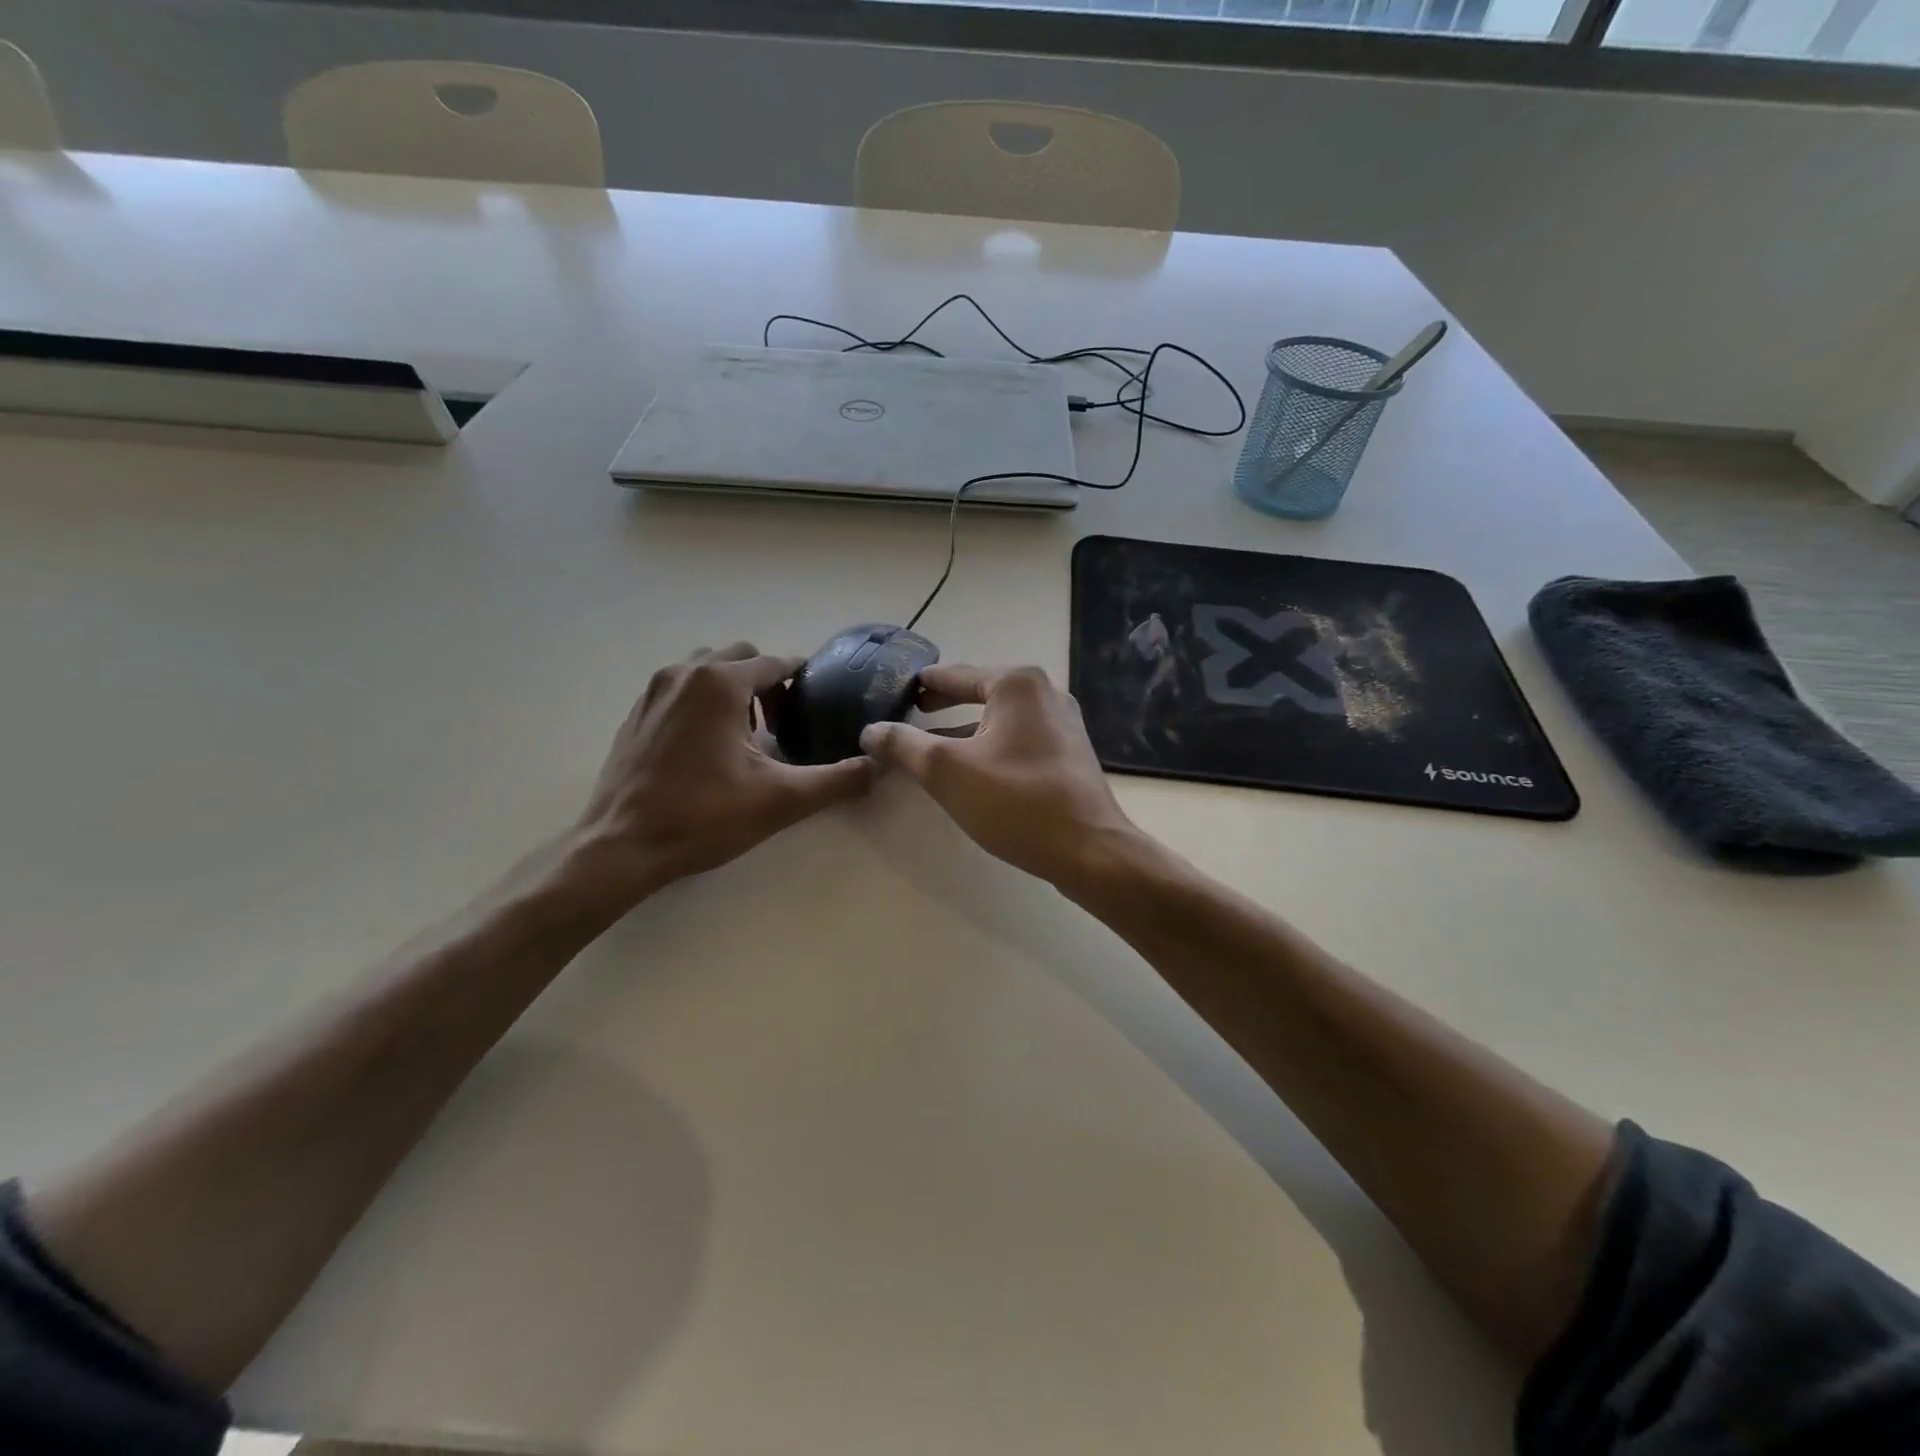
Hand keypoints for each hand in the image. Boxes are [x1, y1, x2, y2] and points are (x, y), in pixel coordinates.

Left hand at [567, 644, 872, 908]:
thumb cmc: (703, 816)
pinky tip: (709, 748)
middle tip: (781, 726)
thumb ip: (837, 780)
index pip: (775, 663)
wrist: (621, 846)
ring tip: (747, 734)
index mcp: (720, 682)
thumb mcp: (781, 800)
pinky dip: (703, 702)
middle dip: (767, 682)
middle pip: (740, 657)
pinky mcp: (636, 714)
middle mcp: (684, 673)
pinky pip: (680, 689)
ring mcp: (653, 691)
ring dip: (734, 689)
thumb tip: (877, 766)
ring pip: (706, 669)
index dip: (802, 681)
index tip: (817, 707)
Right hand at [860, 664, 1141, 891]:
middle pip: (979, 692)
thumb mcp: (946, 771)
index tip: (895, 690)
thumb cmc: (1016, 801)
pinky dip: (989, 745)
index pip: (954, 675)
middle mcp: (1044, 693)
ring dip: (965, 730)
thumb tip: (871, 731)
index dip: (921, 685)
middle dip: (943, 704)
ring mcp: (1062, 723)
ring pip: (999, 718)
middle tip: (911, 712)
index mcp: (1017, 684)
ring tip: (931, 744)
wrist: (1089, 850)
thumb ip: (904, 746)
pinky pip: (1018, 738)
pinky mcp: (1068, 752)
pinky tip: (972, 769)